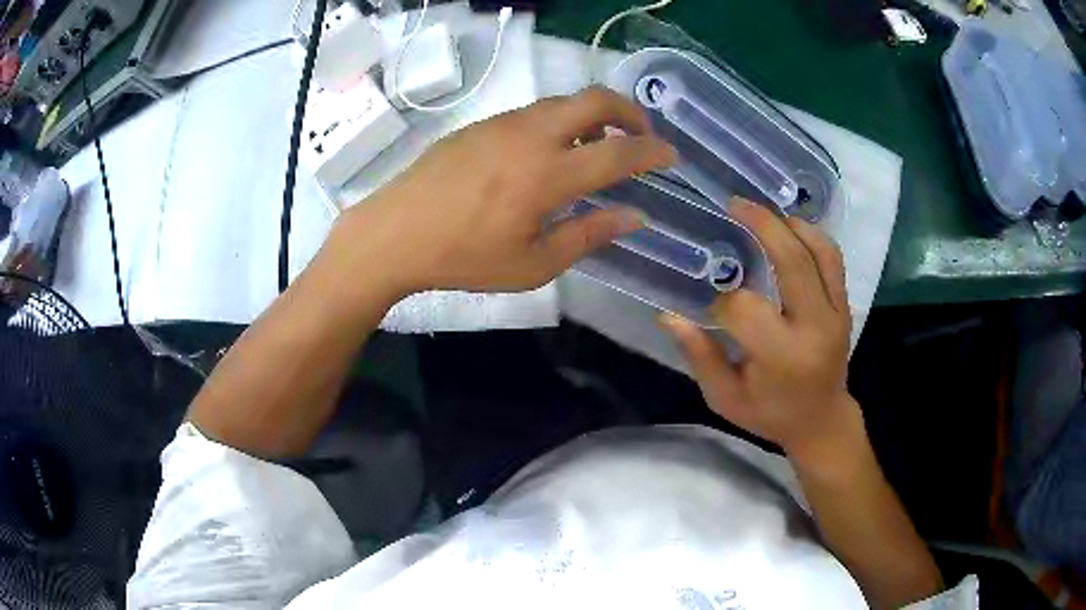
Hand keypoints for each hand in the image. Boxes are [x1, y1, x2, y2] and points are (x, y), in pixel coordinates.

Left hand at [333, 87, 676, 296]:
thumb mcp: (532, 264)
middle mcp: (531, 135)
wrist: (394, 233)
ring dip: (593, 115)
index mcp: (547, 175)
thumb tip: (633, 217)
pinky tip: (552, 150)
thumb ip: (588, 235)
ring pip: (563, 102)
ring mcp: (503, 123)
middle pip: (594, 100)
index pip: (618, 153)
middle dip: (629, 111)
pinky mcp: (482, 124)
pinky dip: (561, 121)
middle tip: (641, 135)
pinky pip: (535, 111)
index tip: (672, 155)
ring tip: (599, 145)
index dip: (653, 151)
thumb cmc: (463, 258)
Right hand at [661, 199, 861, 463]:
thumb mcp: (726, 398)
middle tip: (735, 204)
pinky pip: (833, 258)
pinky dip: (813, 235)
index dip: (723, 302)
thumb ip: (700, 356)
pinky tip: (791, 228)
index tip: (715, 311)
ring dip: (789, 225)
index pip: (745, 308)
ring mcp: (836, 312)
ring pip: (818, 251)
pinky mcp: (845, 305)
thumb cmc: (771, 414)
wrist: (822, 420)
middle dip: (761, 226)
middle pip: (791, 261)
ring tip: (762, 212)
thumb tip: (668, 316)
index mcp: (782, 356)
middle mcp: (814, 327)